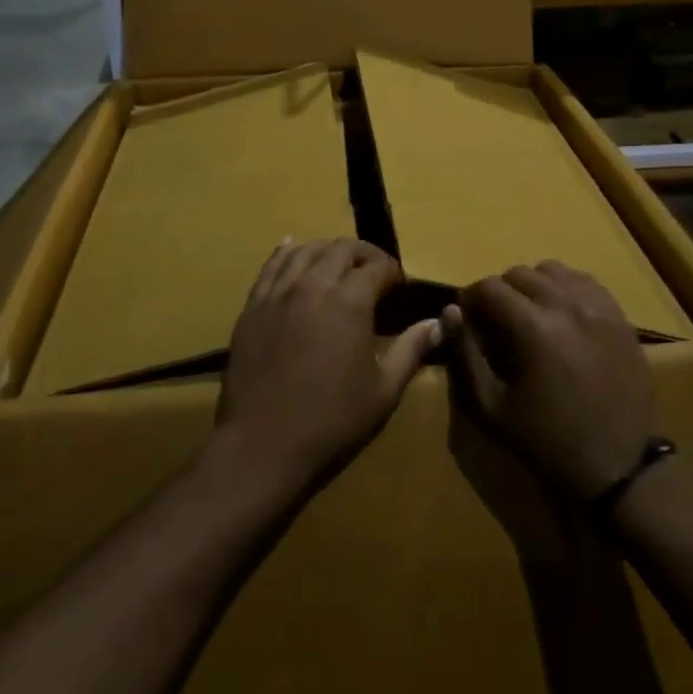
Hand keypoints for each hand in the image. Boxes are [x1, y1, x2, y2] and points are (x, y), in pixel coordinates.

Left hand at [216, 238, 441, 493]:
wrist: (263, 445)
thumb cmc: (332, 422)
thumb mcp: (384, 390)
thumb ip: (412, 350)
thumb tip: (439, 322)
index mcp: (350, 302)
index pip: (376, 267)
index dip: (392, 272)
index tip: (398, 285)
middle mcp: (313, 285)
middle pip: (341, 249)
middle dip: (364, 254)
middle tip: (374, 271)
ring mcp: (278, 293)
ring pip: (305, 250)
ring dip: (328, 250)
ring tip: (339, 263)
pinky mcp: (253, 306)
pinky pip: (271, 266)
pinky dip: (286, 252)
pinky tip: (292, 247)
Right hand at [446, 261, 655, 501]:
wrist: (619, 468)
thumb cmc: (547, 442)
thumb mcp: (491, 407)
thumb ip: (466, 354)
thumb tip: (450, 311)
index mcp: (534, 328)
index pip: (489, 287)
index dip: (471, 299)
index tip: (468, 320)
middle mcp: (567, 305)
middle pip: (520, 274)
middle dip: (500, 293)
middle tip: (496, 323)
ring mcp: (599, 308)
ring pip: (553, 271)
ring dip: (533, 286)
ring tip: (529, 316)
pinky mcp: (620, 317)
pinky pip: (585, 282)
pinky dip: (565, 289)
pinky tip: (561, 317)